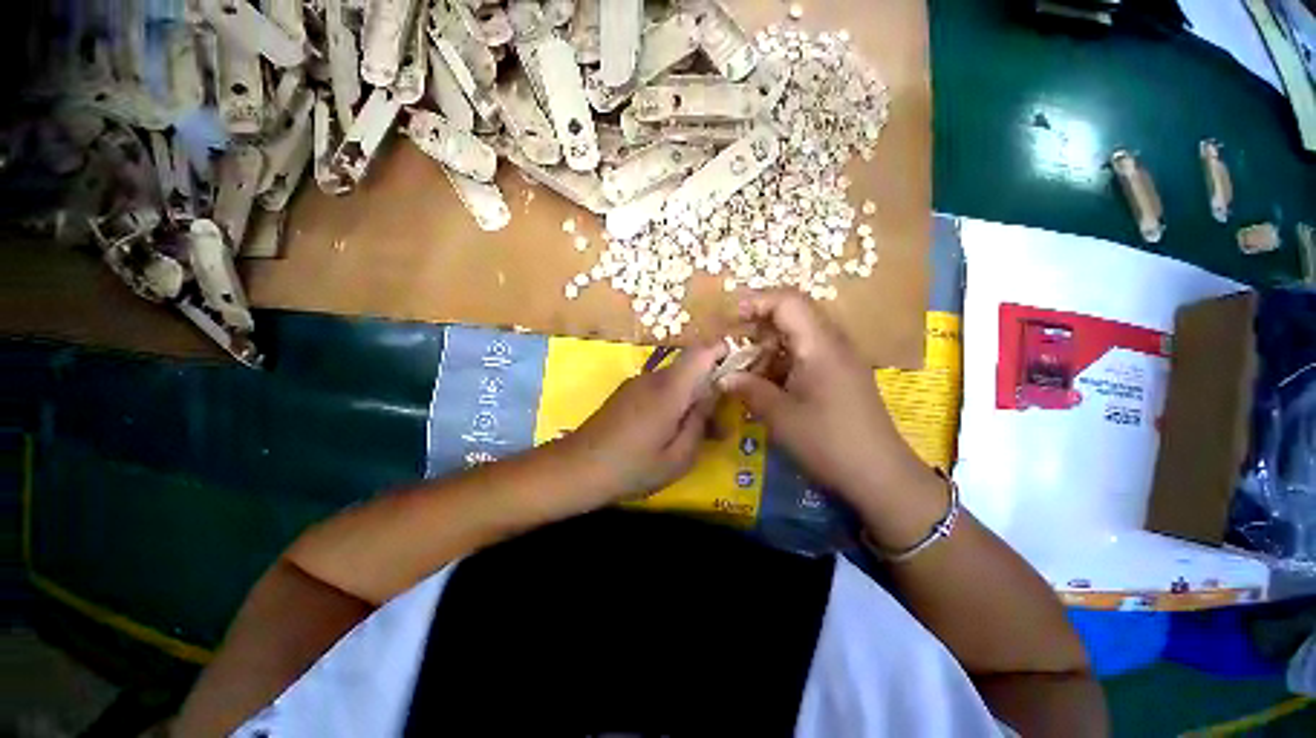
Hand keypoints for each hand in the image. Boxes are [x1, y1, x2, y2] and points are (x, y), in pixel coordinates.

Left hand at [561, 341, 728, 502]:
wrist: (575, 469)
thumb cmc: (631, 468)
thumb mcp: (677, 457)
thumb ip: (700, 422)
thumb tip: (713, 396)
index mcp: (670, 389)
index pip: (701, 352)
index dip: (723, 351)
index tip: (740, 367)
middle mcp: (654, 377)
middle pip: (690, 366)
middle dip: (710, 385)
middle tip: (720, 418)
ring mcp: (637, 383)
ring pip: (675, 379)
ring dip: (690, 396)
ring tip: (695, 430)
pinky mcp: (626, 392)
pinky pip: (659, 388)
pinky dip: (672, 401)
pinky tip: (668, 429)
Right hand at [717, 292, 929, 508]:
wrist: (880, 475)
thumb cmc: (828, 442)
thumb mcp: (780, 416)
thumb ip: (749, 389)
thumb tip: (722, 377)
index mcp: (819, 345)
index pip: (788, 302)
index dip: (757, 301)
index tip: (731, 318)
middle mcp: (832, 343)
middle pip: (794, 314)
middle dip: (759, 323)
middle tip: (733, 342)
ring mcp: (839, 358)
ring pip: (799, 334)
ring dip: (770, 343)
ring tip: (746, 364)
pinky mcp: (840, 374)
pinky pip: (807, 353)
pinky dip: (782, 359)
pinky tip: (768, 380)